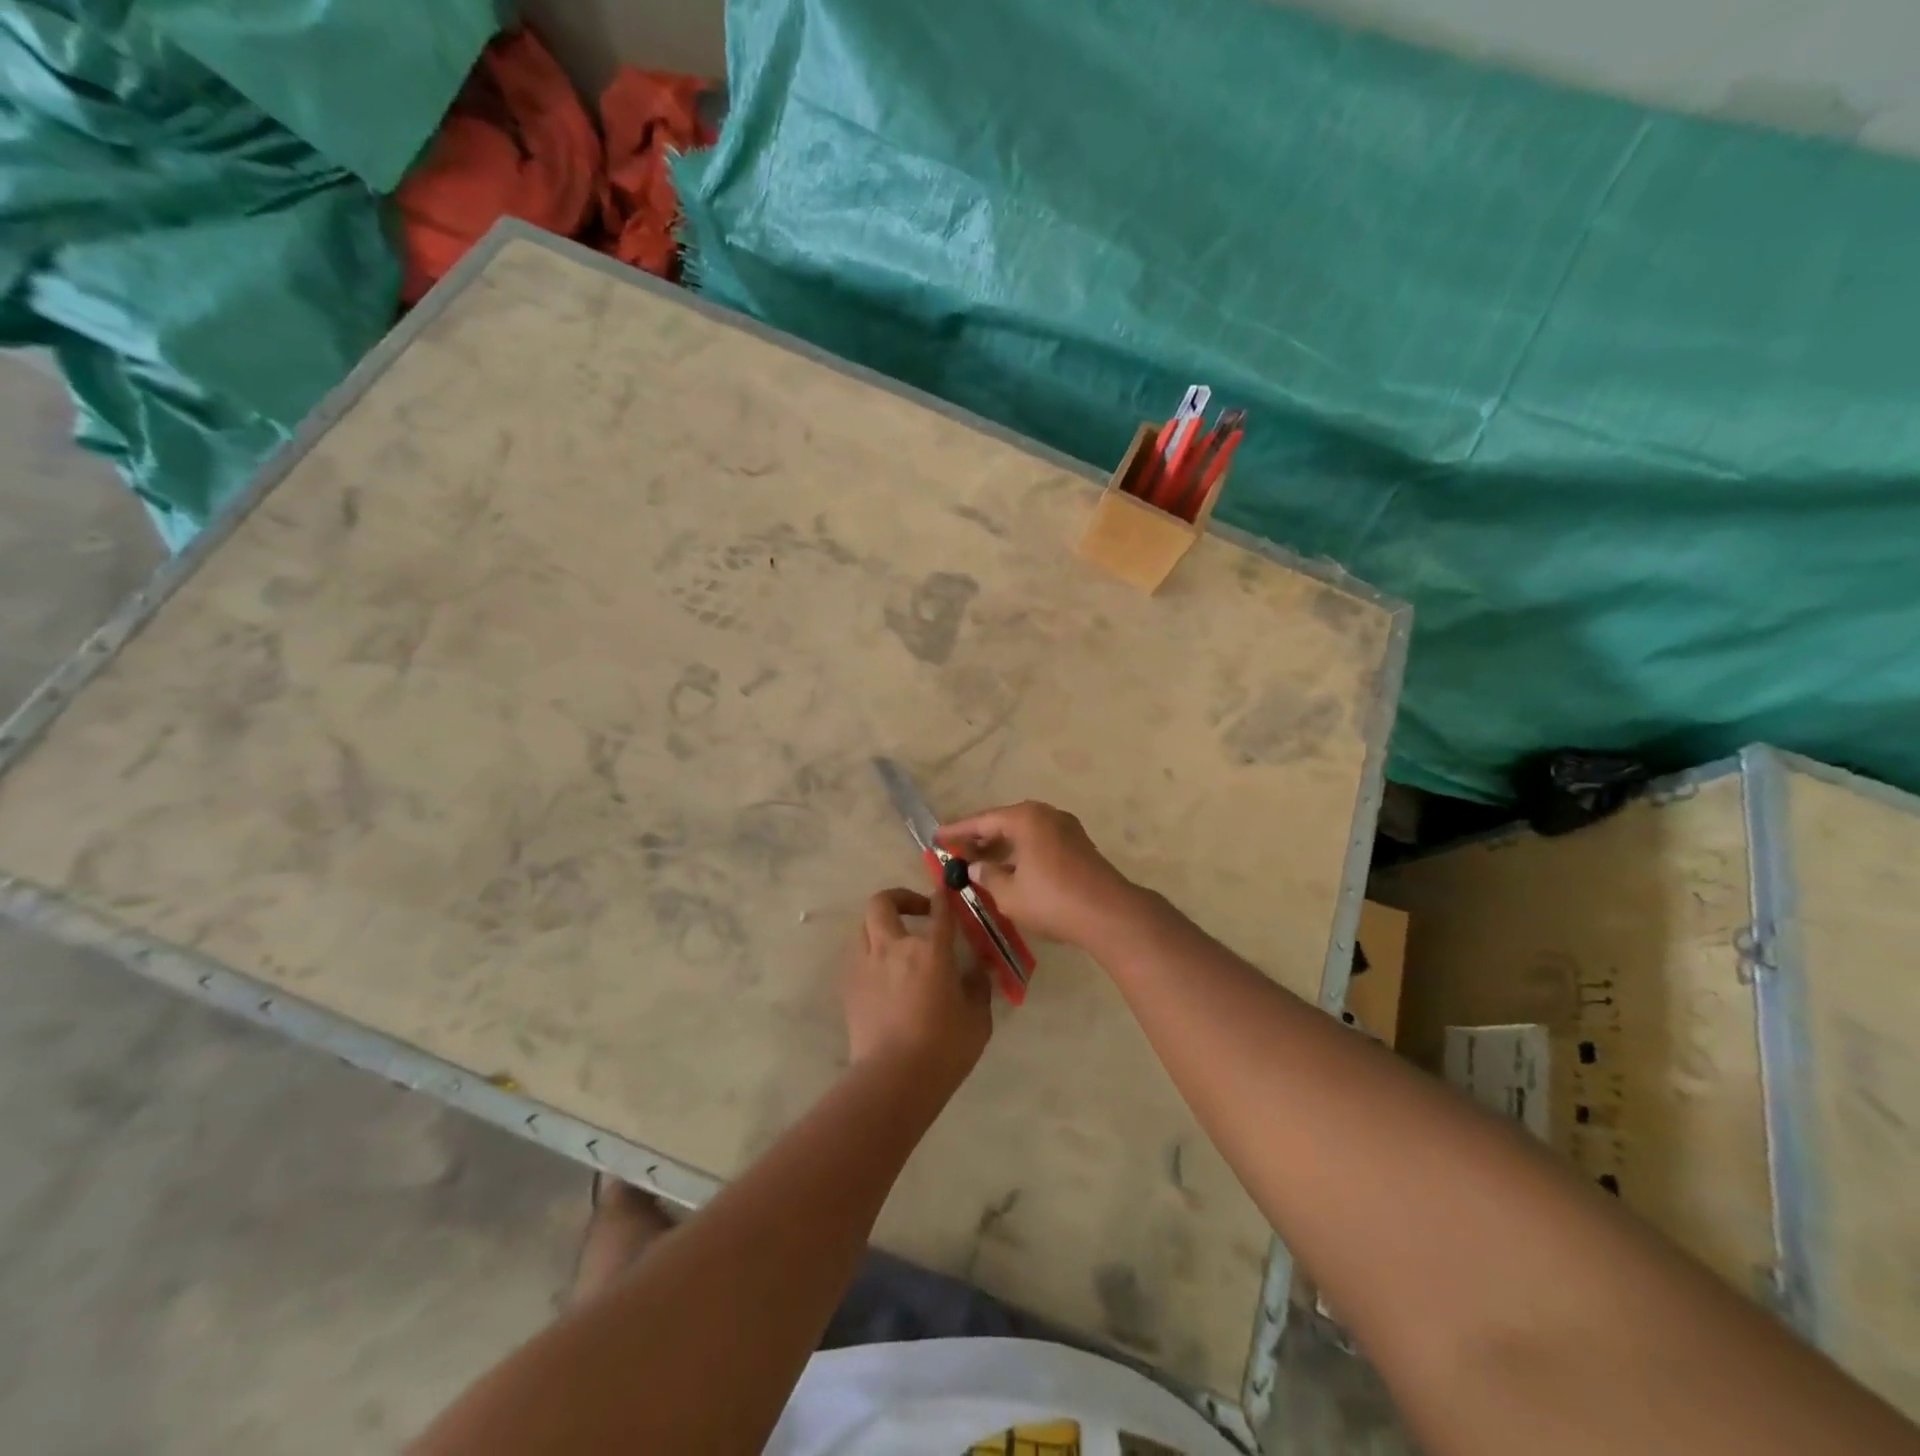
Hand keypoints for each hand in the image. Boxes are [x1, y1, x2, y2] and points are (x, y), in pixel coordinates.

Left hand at [842, 887, 990, 1086]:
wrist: (892, 1079)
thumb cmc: (944, 1049)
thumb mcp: (977, 1018)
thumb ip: (978, 986)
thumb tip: (977, 969)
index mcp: (930, 951)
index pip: (939, 910)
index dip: (943, 896)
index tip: (947, 891)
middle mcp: (893, 947)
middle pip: (883, 902)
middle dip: (900, 898)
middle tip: (917, 912)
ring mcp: (866, 965)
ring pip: (864, 926)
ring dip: (881, 926)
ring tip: (897, 944)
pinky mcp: (849, 986)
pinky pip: (858, 956)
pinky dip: (871, 954)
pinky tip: (884, 975)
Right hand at [938, 801, 1138, 949]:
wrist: (1109, 914)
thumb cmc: (1052, 900)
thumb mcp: (1009, 893)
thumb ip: (987, 877)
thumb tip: (974, 868)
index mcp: (1026, 818)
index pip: (983, 821)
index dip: (958, 831)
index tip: (937, 837)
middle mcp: (1046, 815)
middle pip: (1004, 822)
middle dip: (980, 838)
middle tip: (956, 851)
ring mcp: (1066, 828)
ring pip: (1024, 833)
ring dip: (1001, 846)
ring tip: (978, 863)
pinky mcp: (1078, 845)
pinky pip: (1039, 841)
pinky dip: (1020, 852)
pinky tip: (1009, 870)